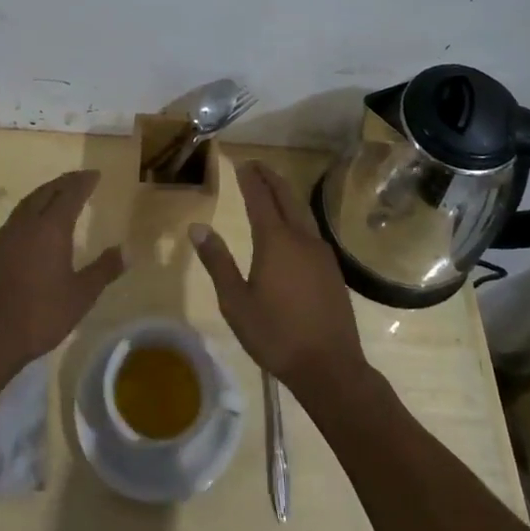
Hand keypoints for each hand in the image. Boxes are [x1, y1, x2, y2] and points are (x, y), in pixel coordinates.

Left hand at [0, 170, 122, 379]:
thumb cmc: (40, 315)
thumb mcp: (81, 295)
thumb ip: (104, 270)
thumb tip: (127, 250)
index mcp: (51, 228)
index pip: (70, 194)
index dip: (83, 182)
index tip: (95, 174)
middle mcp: (26, 224)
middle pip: (46, 192)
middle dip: (64, 182)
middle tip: (79, 178)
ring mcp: (5, 236)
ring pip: (27, 203)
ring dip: (45, 193)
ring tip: (58, 194)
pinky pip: (15, 218)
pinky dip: (30, 210)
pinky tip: (33, 224)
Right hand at [190, 160, 368, 406]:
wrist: (330, 367)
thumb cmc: (276, 335)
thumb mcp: (236, 302)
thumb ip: (217, 262)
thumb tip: (197, 228)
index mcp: (275, 241)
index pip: (260, 199)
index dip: (250, 179)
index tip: (242, 163)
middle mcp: (301, 238)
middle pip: (286, 197)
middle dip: (271, 178)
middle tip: (257, 165)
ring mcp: (321, 253)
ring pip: (302, 212)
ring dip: (286, 194)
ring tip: (273, 187)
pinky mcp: (332, 269)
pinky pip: (311, 229)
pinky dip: (298, 215)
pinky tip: (294, 226)